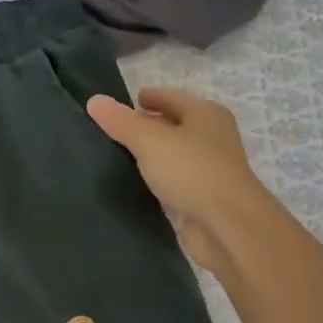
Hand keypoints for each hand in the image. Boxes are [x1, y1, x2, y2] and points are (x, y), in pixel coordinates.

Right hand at [87, 88, 275, 274]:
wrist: (228, 225)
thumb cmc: (192, 171)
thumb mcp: (150, 141)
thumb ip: (121, 122)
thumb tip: (95, 100)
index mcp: (206, 114)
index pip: (171, 97)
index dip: (149, 97)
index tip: (124, 103)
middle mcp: (212, 137)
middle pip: (175, 125)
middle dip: (149, 126)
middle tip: (116, 131)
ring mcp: (211, 169)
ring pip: (175, 155)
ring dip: (153, 155)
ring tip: (121, 156)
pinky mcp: (204, 198)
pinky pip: (176, 181)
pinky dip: (160, 179)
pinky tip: (140, 184)